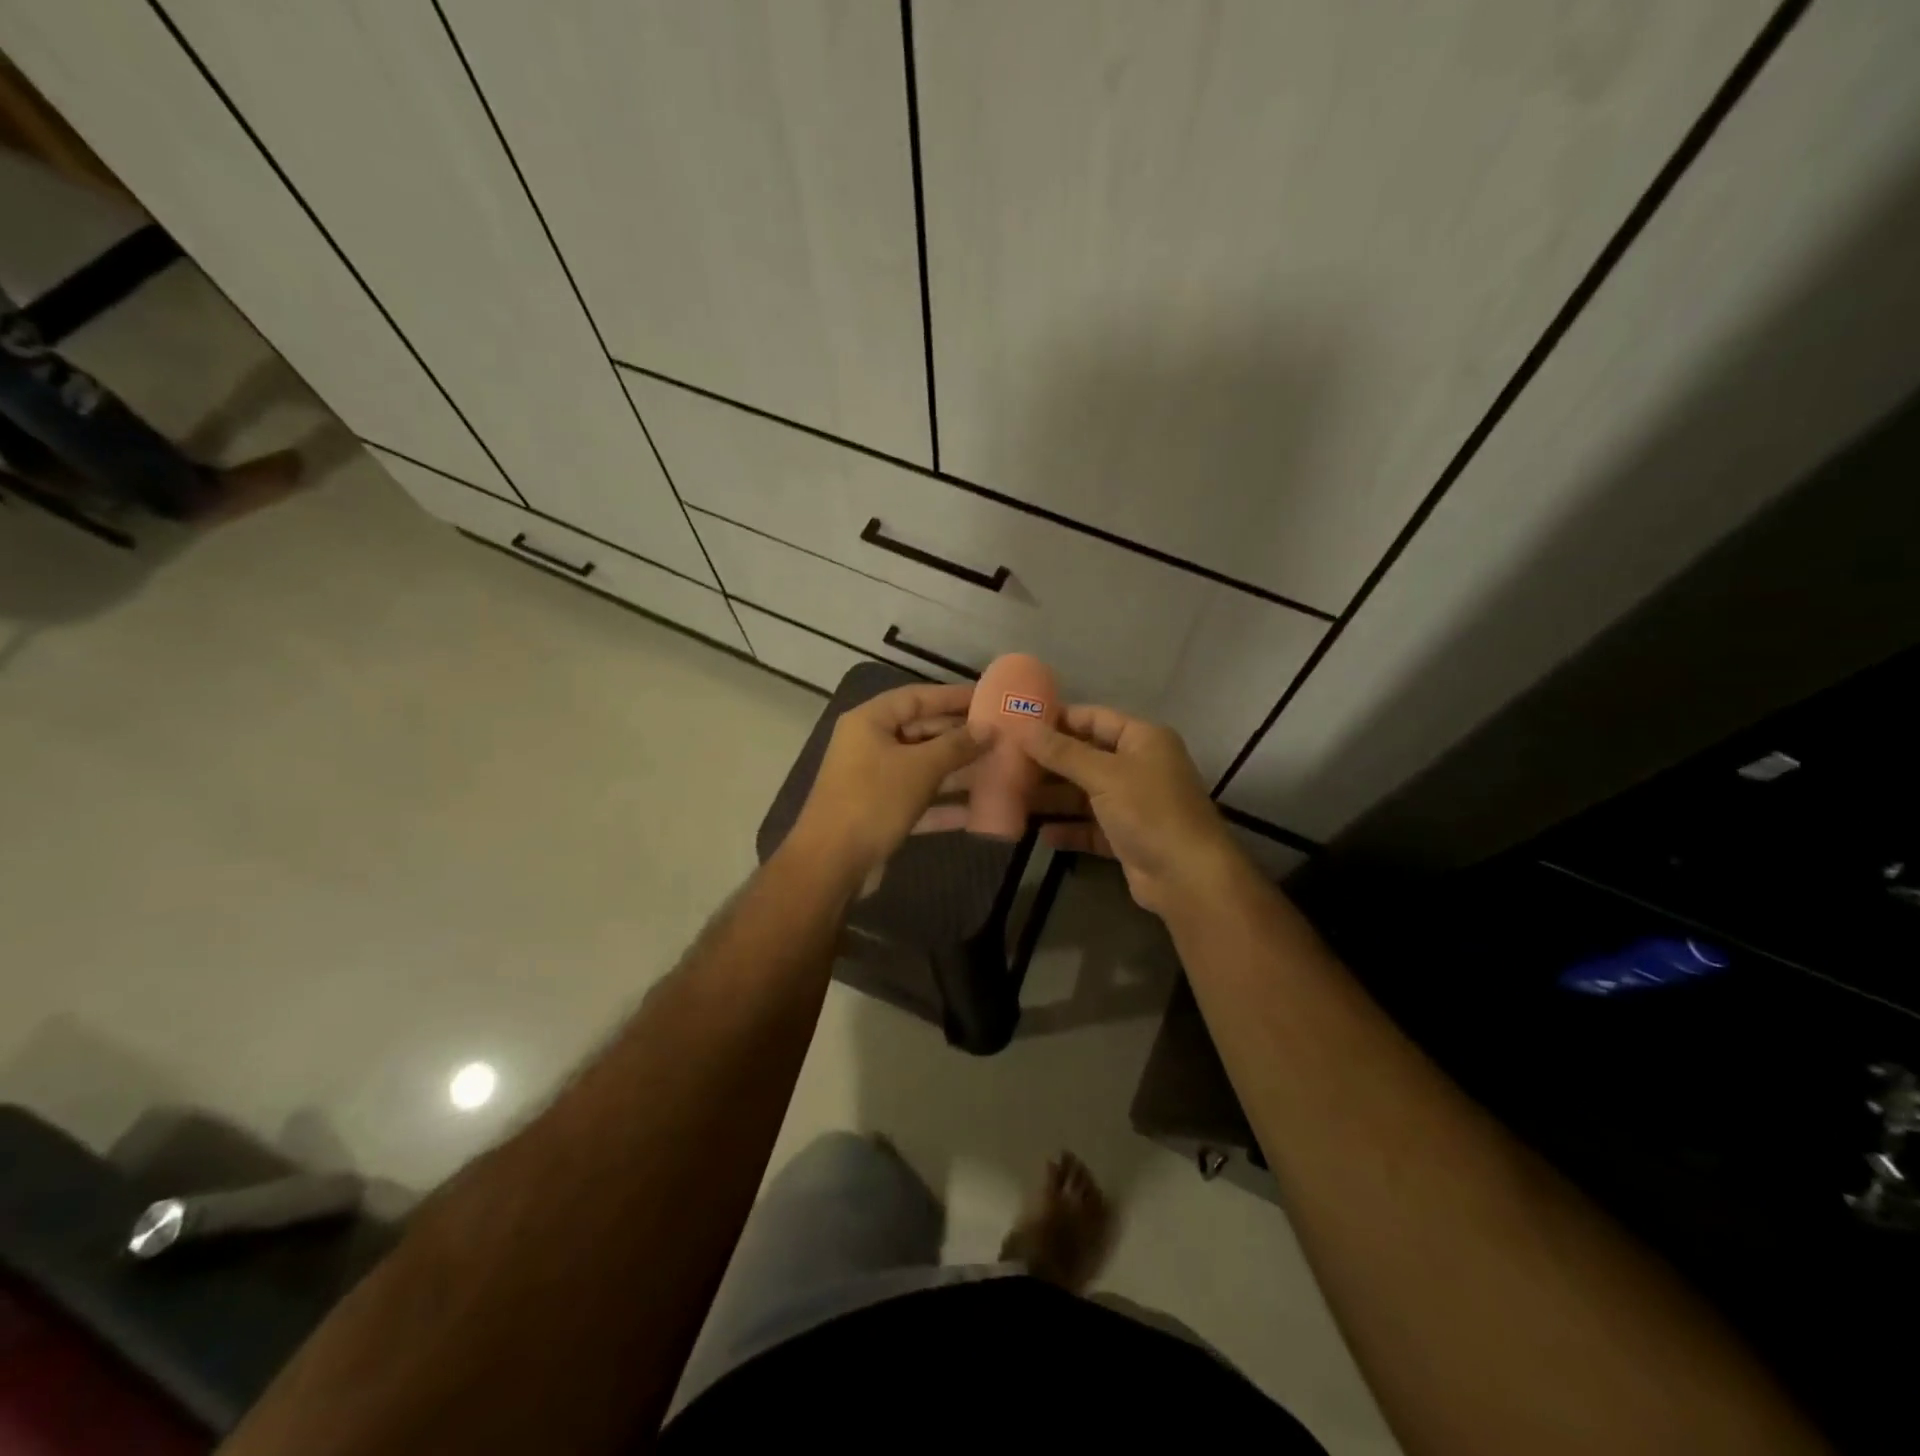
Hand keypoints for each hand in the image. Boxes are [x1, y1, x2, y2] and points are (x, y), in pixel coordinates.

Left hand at [786, 682, 990, 888]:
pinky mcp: (880, 812)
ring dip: (957, 770)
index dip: (953, 696)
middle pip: (920, 731)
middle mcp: (869, 745)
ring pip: (922, 767)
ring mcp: (873, 780)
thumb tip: (988, 729)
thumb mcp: (920, 768)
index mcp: (870, 722)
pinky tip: (977, 811)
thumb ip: (957, 745)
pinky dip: (943, 804)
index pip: (917, 697)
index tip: (989, 697)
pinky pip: (918, 799)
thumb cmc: (874, 801)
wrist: (832, 864)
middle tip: (1000, 736)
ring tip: (997, 768)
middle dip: (960, 736)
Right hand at [1023, 705, 1246, 916]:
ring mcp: (1134, 804)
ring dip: (1053, 798)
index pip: (1094, 718)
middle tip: (1006, 764)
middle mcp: (1139, 766)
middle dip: (1049, 763)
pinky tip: (1041, 834)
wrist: (1188, 877)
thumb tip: (1023, 727)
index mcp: (1142, 739)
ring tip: (1013, 799)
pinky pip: (1090, 827)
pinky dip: (1068, 829)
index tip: (1018, 725)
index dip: (1057, 720)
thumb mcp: (1103, 775)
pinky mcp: (1127, 837)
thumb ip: (1062, 752)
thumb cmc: (1149, 811)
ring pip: (1085, 794)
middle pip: (1086, 757)